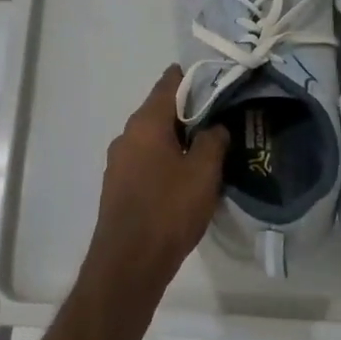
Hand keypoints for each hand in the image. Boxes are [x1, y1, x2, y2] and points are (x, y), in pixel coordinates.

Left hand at [82, 66, 228, 296]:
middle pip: (160, 110)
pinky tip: (185, 175)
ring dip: (177, 137)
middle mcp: (127, 135)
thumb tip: (215, 126)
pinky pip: (146, 159)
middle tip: (221, 116)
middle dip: (189, 110)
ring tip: (208, 147)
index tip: (217, 80)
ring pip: (153, 137)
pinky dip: (165, 158)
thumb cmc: (169, 210)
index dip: (193, 78)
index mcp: (145, 123)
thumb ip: (213, 141)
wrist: (129, 262)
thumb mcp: (203, 173)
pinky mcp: (119, 185)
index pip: (169, 83)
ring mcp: (118, 161)